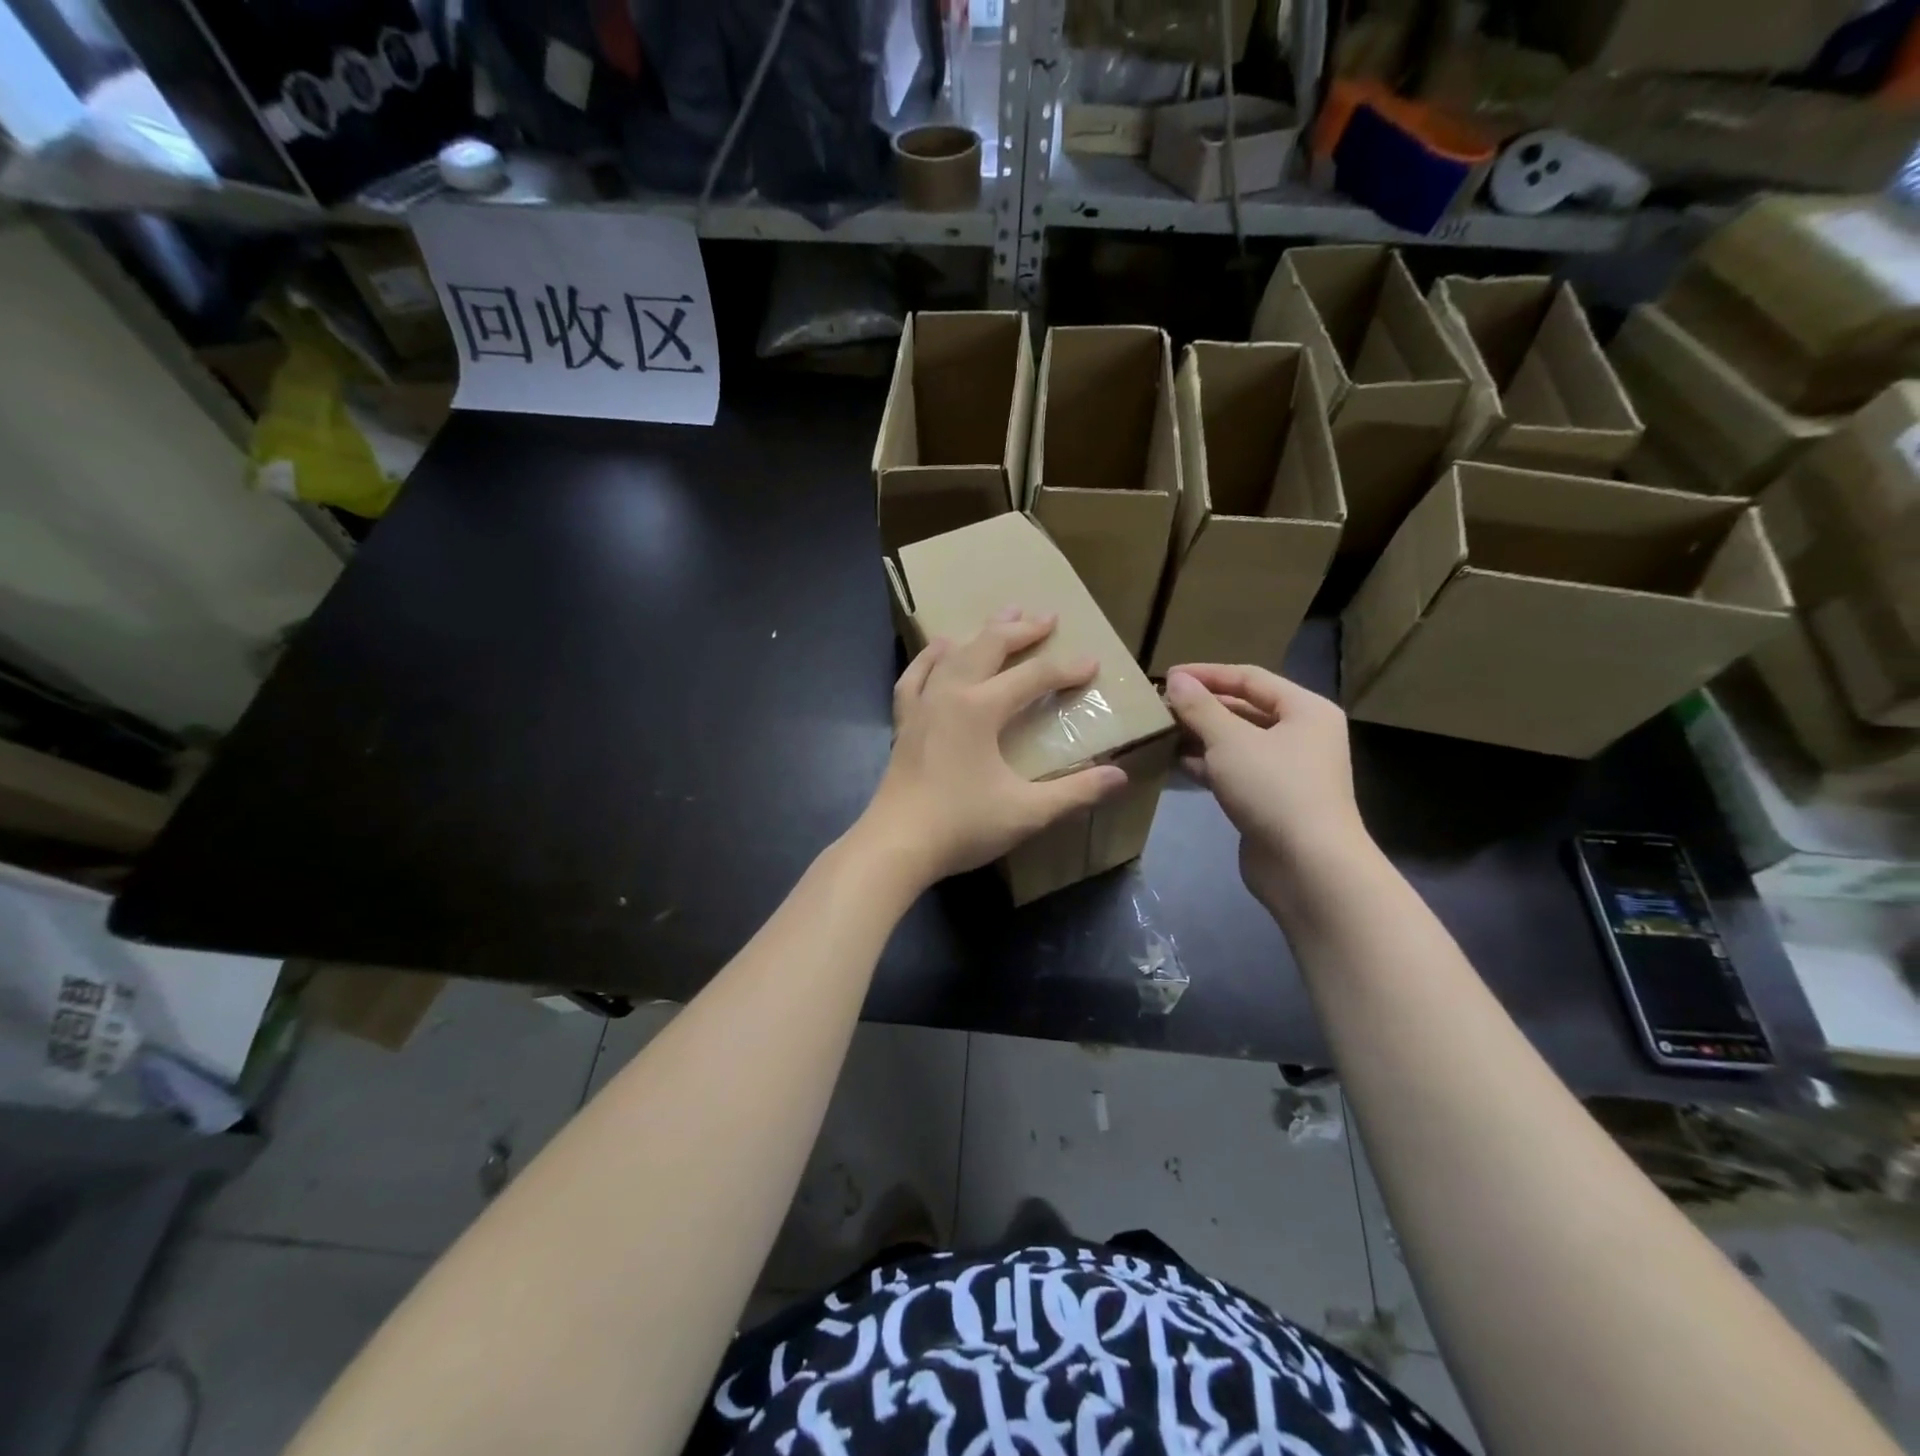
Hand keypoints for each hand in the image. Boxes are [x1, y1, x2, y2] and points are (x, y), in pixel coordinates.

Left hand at [856, 609, 1128, 890]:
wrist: (896, 844)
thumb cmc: (961, 826)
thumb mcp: (1027, 812)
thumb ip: (1076, 792)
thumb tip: (1120, 777)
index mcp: (980, 709)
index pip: (1033, 677)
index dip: (1065, 669)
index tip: (1092, 663)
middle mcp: (950, 694)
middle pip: (989, 647)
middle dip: (1021, 630)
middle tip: (1047, 617)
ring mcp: (922, 705)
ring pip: (954, 654)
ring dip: (981, 633)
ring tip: (1001, 616)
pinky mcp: (904, 722)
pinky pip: (916, 675)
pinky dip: (931, 656)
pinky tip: (940, 648)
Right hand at [1164, 664, 1372, 909]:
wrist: (1307, 866)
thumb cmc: (1274, 789)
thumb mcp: (1230, 741)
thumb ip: (1201, 707)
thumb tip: (1176, 679)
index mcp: (1305, 710)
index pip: (1250, 678)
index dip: (1208, 674)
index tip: (1167, 676)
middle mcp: (1302, 735)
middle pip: (1245, 709)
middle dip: (1202, 707)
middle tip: (1160, 705)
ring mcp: (1288, 770)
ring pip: (1237, 742)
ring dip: (1201, 736)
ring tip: (1161, 731)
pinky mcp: (1271, 799)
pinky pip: (1235, 770)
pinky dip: (1207, 764)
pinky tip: (1175, 762)